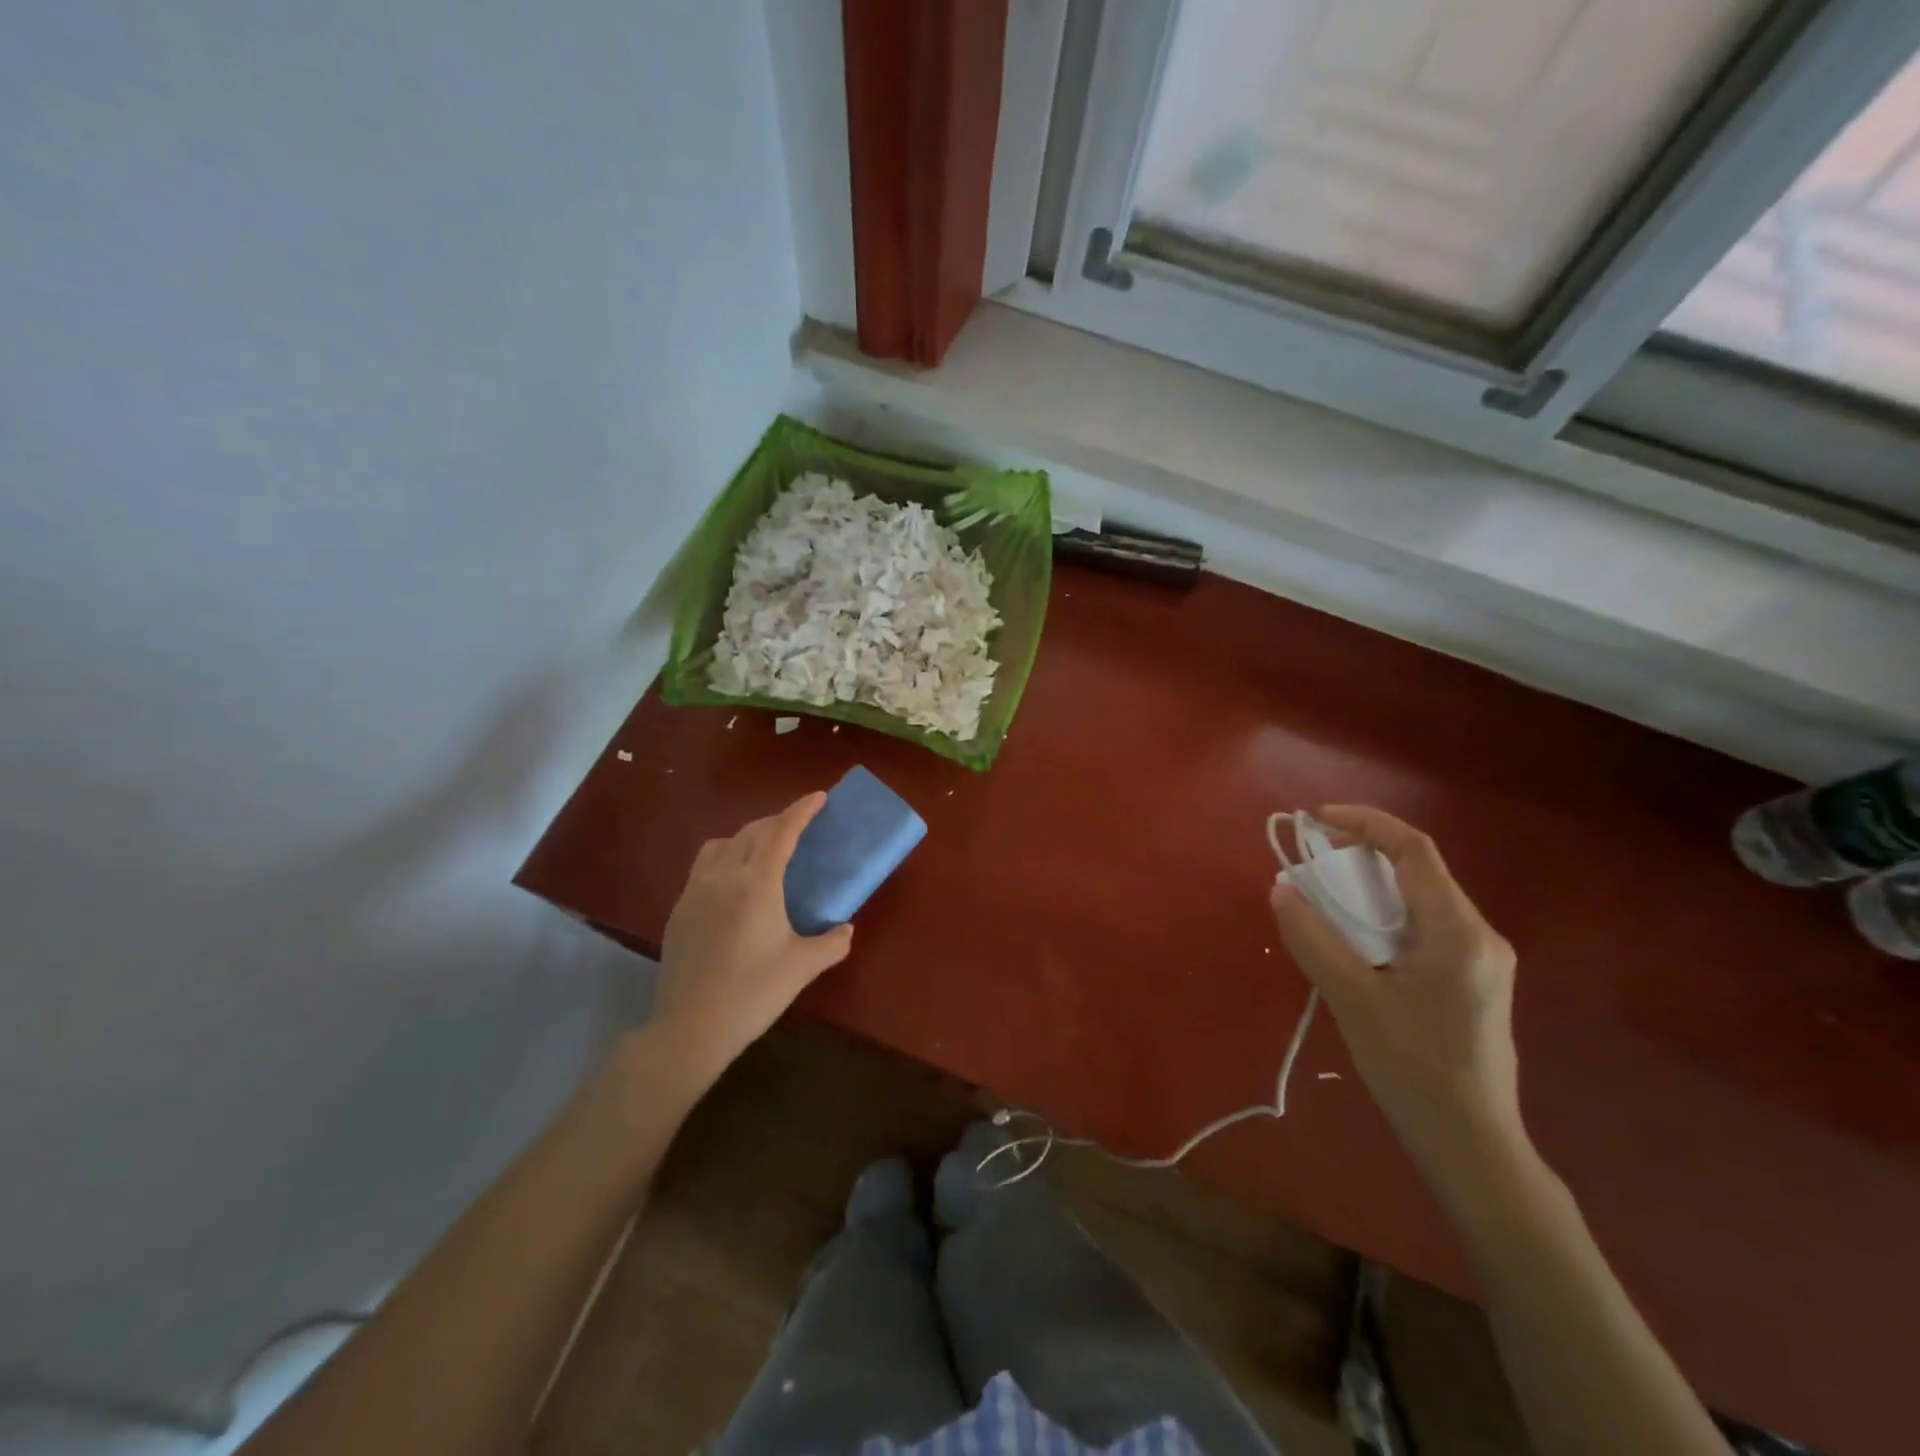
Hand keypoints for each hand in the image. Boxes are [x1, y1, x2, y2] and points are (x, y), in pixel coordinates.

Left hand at [651, 793, 854, 1079]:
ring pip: (722, 844)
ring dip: (747, 836)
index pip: (781, 831)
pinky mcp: (679, 909)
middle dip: (778, 821)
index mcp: (757, 883)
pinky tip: (733, 883)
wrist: (690, 1027)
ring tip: (764, 849)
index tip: (819, 797)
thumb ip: (832, 943)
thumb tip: (846, 929)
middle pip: (752, 831)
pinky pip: (703, 866)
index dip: (801, 810)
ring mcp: (695, 891)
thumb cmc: (753, 993)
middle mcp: (723, 876)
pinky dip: (725, 857)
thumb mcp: (802, 967)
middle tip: (800, 826)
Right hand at [1270, 805, 1523, 1188]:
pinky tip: (1353, 938)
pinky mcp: (1471, 981)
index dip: (1365, 823)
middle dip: (1361, 854)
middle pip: (1418, 871)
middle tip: (1310, 858)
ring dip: (1369, 887)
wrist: (1471, 1144)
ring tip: (1323, 895)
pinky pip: (1423, 927)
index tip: (1316, 820)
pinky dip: (1382, 916)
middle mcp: (1479, 935)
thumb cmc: (1413, 1069)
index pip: (1414, 850)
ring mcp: (1480, 960)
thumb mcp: (1352, 999)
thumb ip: (1314, 938)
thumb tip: (1281, 889)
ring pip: (1419, 900)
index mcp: (1459, 932)